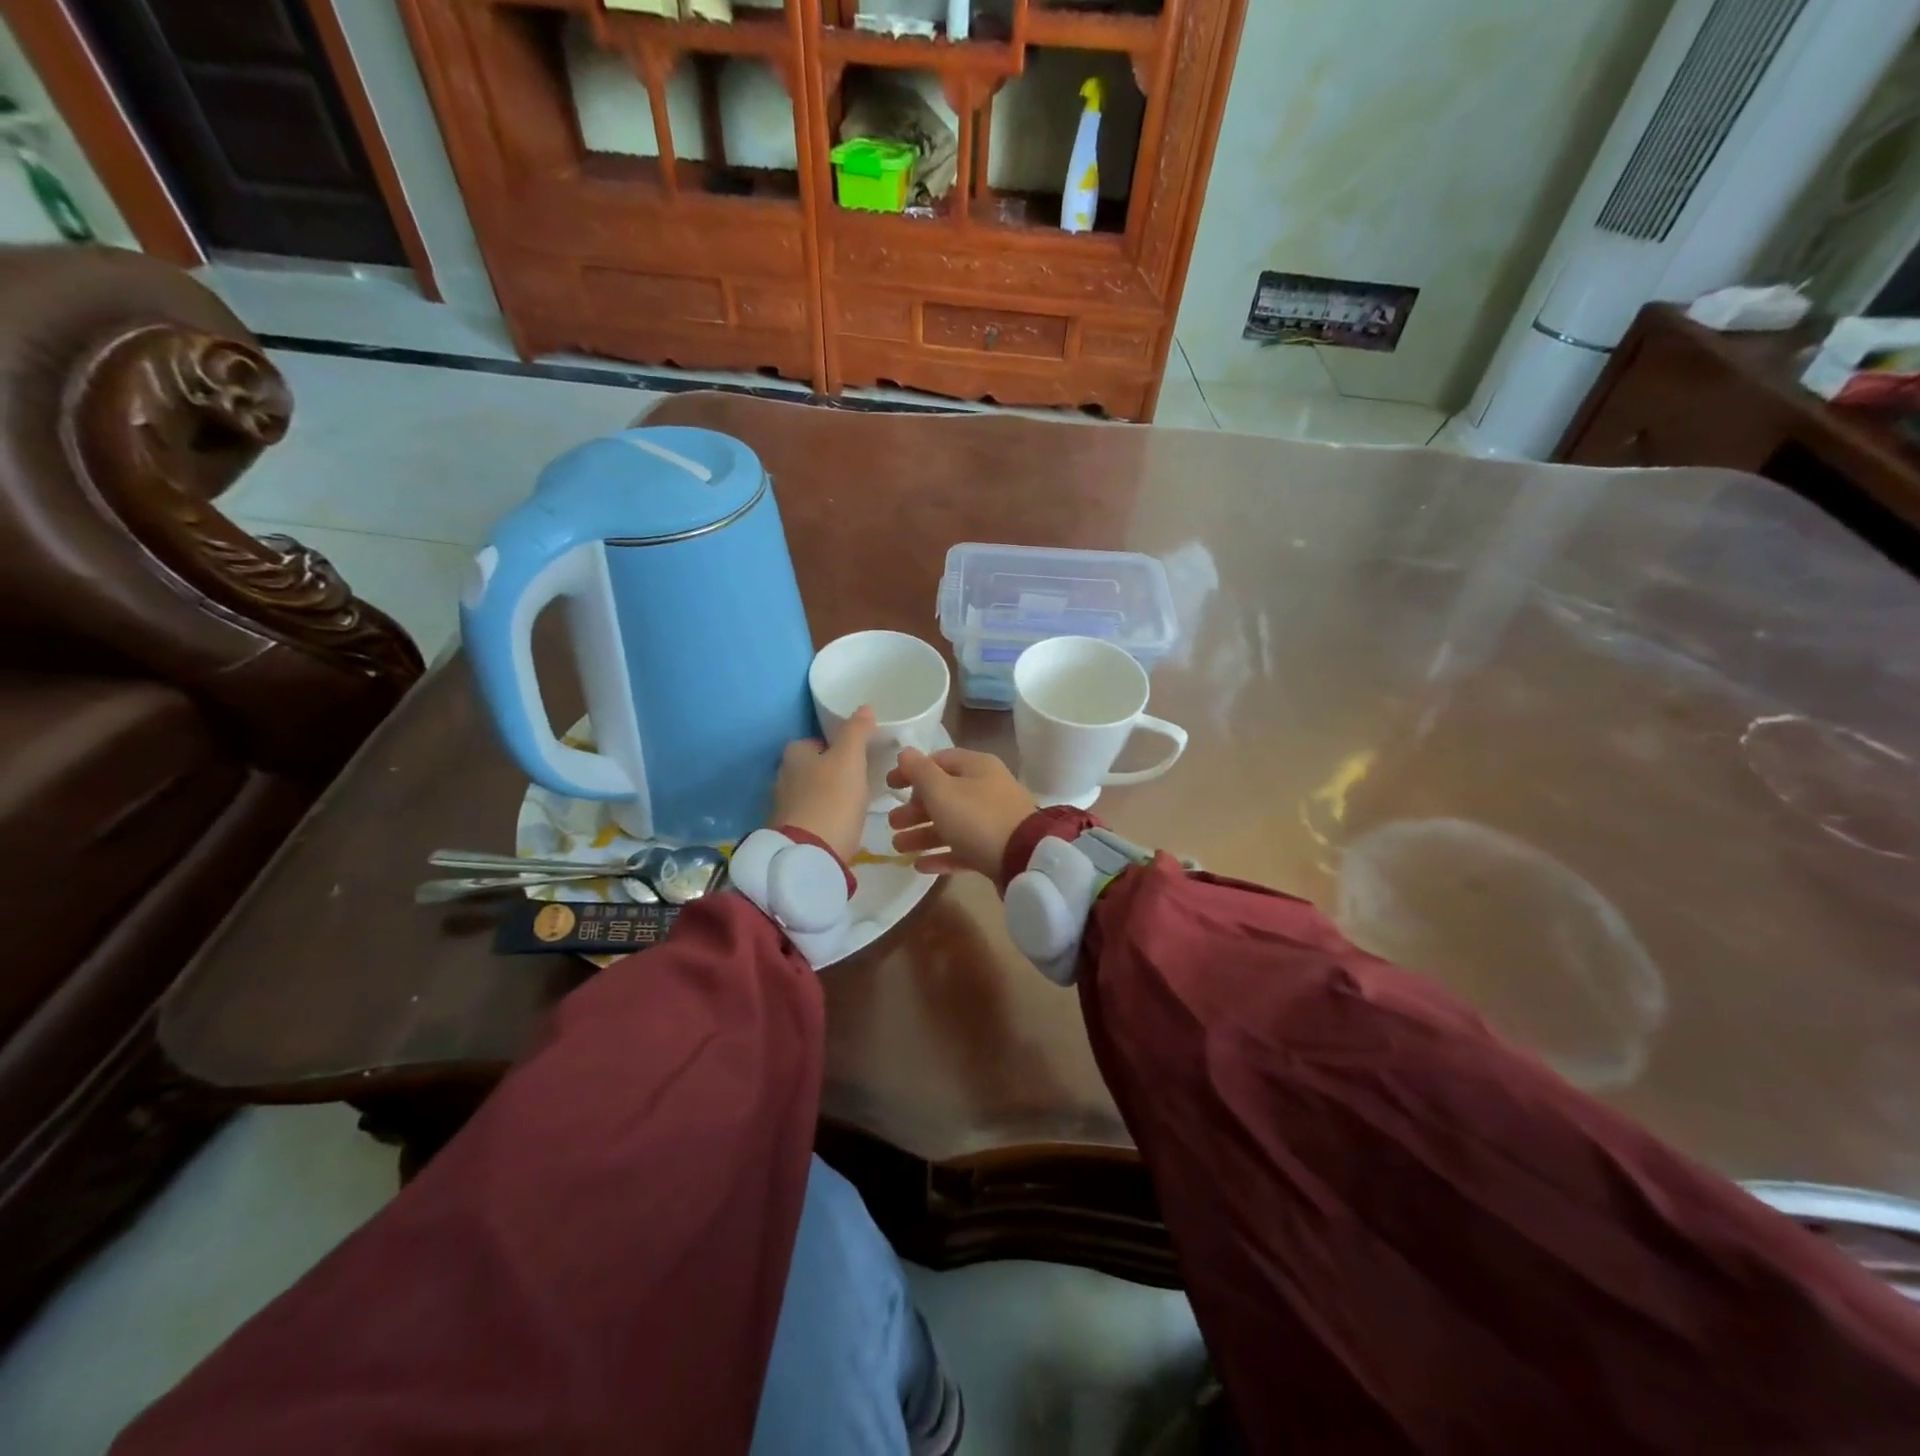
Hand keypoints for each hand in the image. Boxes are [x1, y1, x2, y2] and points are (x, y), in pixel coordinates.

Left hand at [771, 706, 874, 863]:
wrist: (810, 855)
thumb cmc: (831, 800)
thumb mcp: (849, 760)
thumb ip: (856, 732)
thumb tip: (864, 707)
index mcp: (793, 755)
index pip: (812, 742)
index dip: (833, 747)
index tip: (855, 756)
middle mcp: (781, 777)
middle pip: (809, 767)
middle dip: (829, 771)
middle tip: (857, 779)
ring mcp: (782, 807)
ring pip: (808, 792)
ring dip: (826, 795)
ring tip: (852, 802)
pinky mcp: (787, 832)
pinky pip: (809, 815)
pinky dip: (823, 816)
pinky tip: (840, 824)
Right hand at [886, 746, 1036, 877]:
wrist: (1025, 858)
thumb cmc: (977, 817)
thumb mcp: (942, 791)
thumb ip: (920, 771)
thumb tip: (905, 752)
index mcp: (977, 767)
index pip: (938, 761)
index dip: (911, 772)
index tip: (888, 786)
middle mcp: (987, 789)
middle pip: (944, 795)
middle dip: (914, 809)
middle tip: (892, 823)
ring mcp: (994, 820)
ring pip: (951, 823)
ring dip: (923, 834)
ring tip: (898, 848)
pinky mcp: (996, 849)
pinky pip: (963, 848)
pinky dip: (942, 854)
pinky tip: (920, 866)